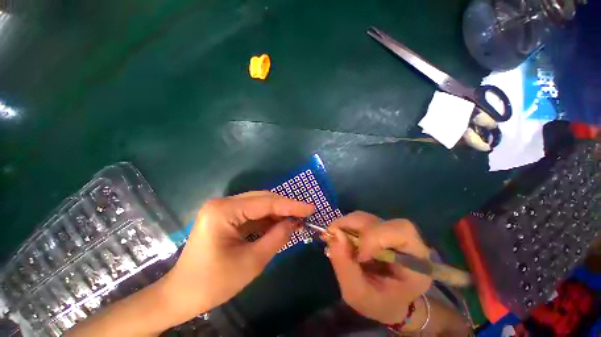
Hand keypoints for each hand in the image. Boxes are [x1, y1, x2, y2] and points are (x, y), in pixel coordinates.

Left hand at [161, 191, 314, 324]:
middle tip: (305, 213)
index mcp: (224, 211)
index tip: (310, 208)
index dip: (291, 205)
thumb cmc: (213, 283)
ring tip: (296, 219)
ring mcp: (223, 208)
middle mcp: (223, 203)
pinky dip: (268, 218)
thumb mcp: (252, 262)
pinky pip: (252, 213)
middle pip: (262, 199)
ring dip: (277, 212)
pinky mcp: (225, 216)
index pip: (265, 203)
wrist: (180, 295)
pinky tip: (280, 223)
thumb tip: (295, 222)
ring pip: (259, 204)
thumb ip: (277, 238)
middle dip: (285, 206)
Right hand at [326, 212, 431, 323]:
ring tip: (334, 238)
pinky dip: (345, 225)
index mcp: (416, 261)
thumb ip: (346, 267)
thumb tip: (335, 234)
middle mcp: (406, 240)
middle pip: (379, 221)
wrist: (389, 301)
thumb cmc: (380, 303)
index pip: (402, 232)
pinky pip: (359, 220)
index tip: (359, 256)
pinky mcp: (378, 228)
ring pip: (366, 218)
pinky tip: (339, 237)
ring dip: (345, 225)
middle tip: (332, 237)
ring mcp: (390, 231)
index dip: (375, 237)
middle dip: (352, 227)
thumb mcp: (359, 295)